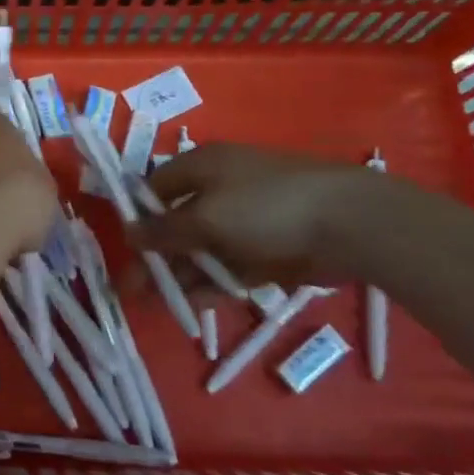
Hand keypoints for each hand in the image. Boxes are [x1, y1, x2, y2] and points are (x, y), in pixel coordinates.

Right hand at [134, 143, 386, 280]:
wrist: (349, 224)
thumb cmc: (265, 206)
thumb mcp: (206, 216)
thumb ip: (165, 230)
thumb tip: (128, 233)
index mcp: (201, 167)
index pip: (156, 188)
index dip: (138, 216)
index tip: (124, 247)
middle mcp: (218, 191)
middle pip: (176, 224)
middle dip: (153, 256)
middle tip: (132, 289)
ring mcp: (244, 223)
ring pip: (200, 251)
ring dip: (178, 276)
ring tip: (155, 305)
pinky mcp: (266, 251)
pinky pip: (227, 268)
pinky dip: (209, 285)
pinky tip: (190, 307)